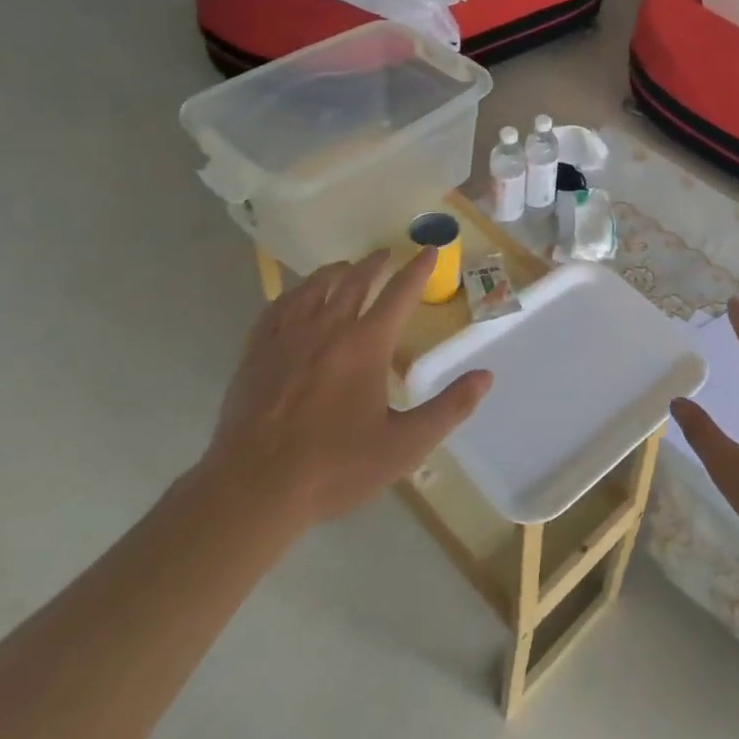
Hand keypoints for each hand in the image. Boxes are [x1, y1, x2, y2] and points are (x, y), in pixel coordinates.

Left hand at [199, 248, 491, 538]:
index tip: (430, 250)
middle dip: (376, 263)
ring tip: (346, 267)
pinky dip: (295, 292)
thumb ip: (448, 409)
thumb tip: (485, 376)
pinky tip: (297, 296)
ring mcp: (288, 336)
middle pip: (356, 280)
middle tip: (387, 254)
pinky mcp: (257, 351)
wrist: (253, 488)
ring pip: (315, 286)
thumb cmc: (334, 467)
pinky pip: (278, 305)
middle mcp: (329, 328)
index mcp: (366, 344)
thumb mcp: (403, 446)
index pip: (400, 293)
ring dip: (336, 271)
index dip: (418, 269)